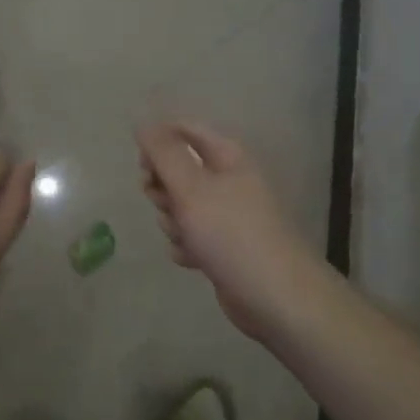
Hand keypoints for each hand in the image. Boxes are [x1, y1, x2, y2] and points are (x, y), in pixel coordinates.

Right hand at [138, 120, 321, 339]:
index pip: (185, 131)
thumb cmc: (232, 234)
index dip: (159, 142)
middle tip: (166, 204)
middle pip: (178, 171)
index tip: (144, 166)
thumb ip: (164, 153)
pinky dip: (186, 246)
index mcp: (228, 157)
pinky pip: (190, 236)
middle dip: (163, 189)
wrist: (277, 298)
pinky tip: (193, 260)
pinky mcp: (223, 246)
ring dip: (173, 222)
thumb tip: (143, 121)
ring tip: (187, 238)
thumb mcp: (192, 188)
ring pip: (180, 206)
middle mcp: (228, 181)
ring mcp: (226, 215)